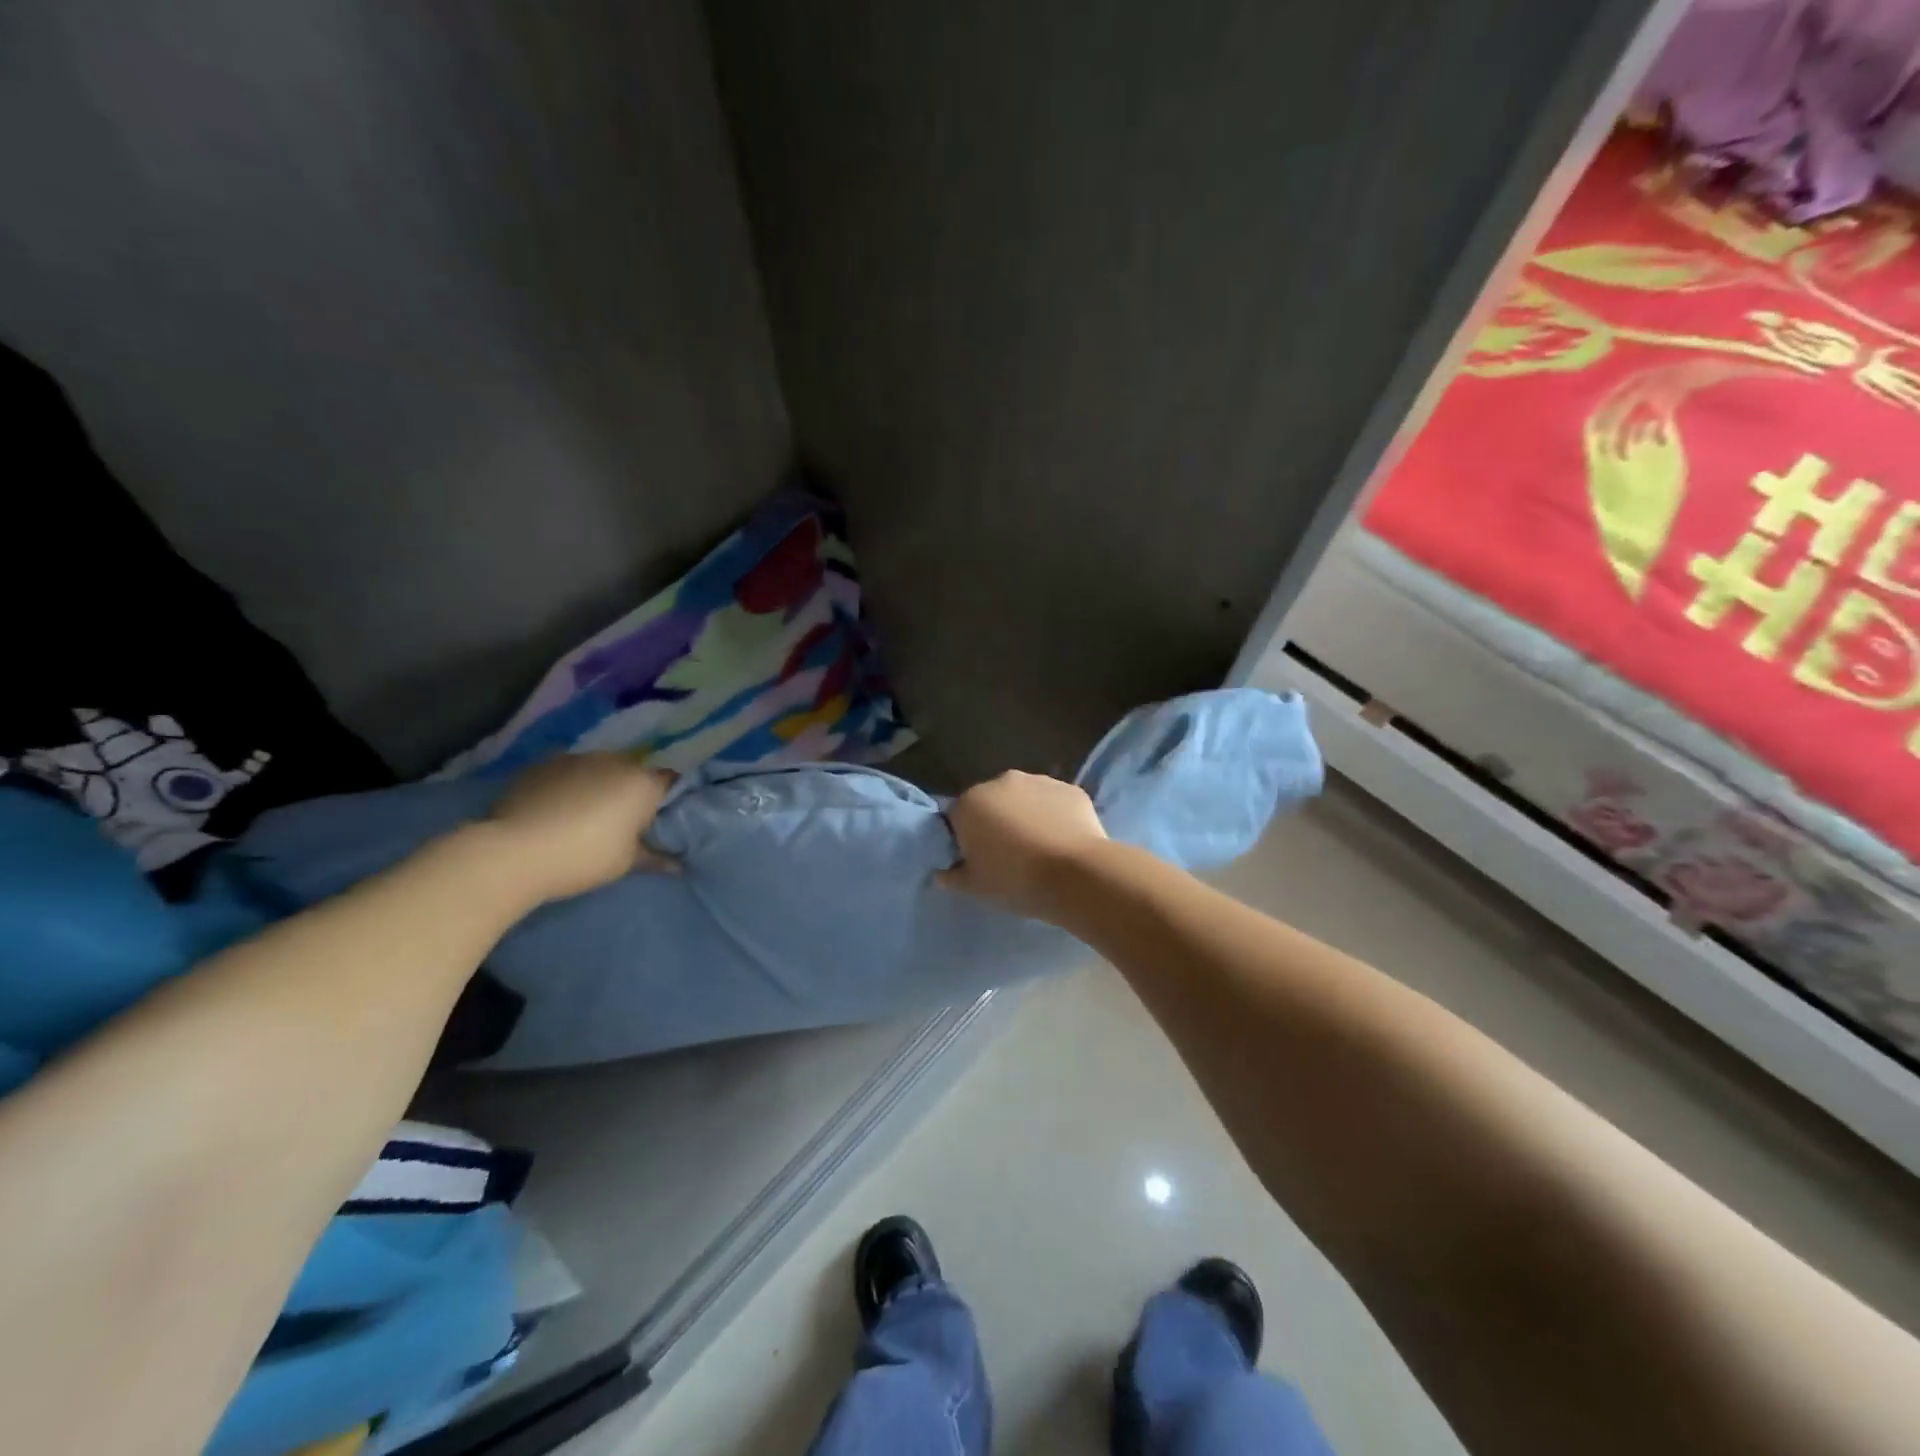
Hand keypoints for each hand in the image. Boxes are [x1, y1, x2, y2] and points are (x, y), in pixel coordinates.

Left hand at [487, 753, 676, 902]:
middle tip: (621, 822)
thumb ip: (655, 858)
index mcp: (643, 783)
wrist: (513, 853)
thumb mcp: (626, 864)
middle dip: (631, 792)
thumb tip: (678, 865)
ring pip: (598, 769)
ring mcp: (576, 758)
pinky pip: (567, 773)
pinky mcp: (542, 764)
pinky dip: (567, 786)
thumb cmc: (584, 858)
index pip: (671, 782)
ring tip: (582, 816)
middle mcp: (615, 761)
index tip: (658, 820)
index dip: (666, 800)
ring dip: (598, 786)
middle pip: (633, 772)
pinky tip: (554, 810)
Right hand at [938, 771, 1108, 919]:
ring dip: (1026, 817)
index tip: (977, 862)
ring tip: (1039, 850)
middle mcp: (1002, 782)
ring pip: (1024, 800)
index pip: (957, 819)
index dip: (965, 841)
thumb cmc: (1016, 881)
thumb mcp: (975, 888)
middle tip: (1008, 856)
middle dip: (995, 823)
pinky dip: (1055, 817)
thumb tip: (943, 872)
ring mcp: (1040, 781)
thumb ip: (952, 877)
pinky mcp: (1071, 789)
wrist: (1077, 875)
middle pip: (991, 803)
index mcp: (970, 803)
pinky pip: (1055, 803)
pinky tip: (1063, 842)